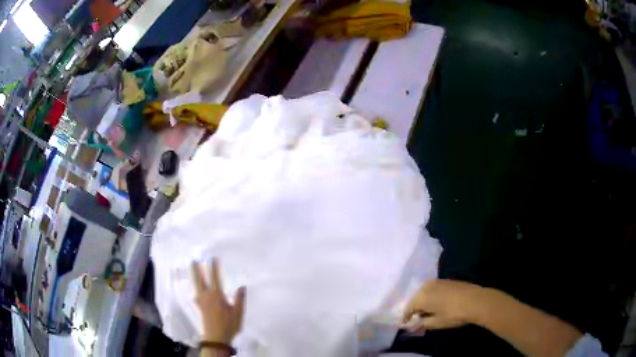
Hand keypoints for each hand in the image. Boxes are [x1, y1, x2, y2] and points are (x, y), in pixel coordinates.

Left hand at [192, 259, 245, 343]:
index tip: (212, 258)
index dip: (213, 268)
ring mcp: (201, 302)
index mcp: (216, 295)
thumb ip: (239, 299)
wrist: (216, 338)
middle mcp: (206, 296)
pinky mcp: (200, 308)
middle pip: (200, 280)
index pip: (215, 278)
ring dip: (194, 277)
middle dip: (197, 269)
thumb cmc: (228, 325)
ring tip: (193, 270)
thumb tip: (242, 286)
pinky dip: (196, 289)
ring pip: (196, 286)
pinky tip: (196, 292)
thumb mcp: (238, 313)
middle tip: (194, 260)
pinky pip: (196, 294)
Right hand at [402, 279, 492, 330]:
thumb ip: (422, 323)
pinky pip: (433, 288)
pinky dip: (431, 296)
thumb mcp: (436, 323)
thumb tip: (415, 323)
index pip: (407, 309)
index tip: (406, 324)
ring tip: (427, 311)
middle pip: (415, 298)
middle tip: (417, 318)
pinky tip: (437, 303)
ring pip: (424, 292)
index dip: (406, 317)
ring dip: (423, 301)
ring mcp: (437, 281)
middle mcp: (426, 286)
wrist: (475, 300)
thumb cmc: (453, 314)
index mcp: (420, 297)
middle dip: (414, 308)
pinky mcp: (446, 280)